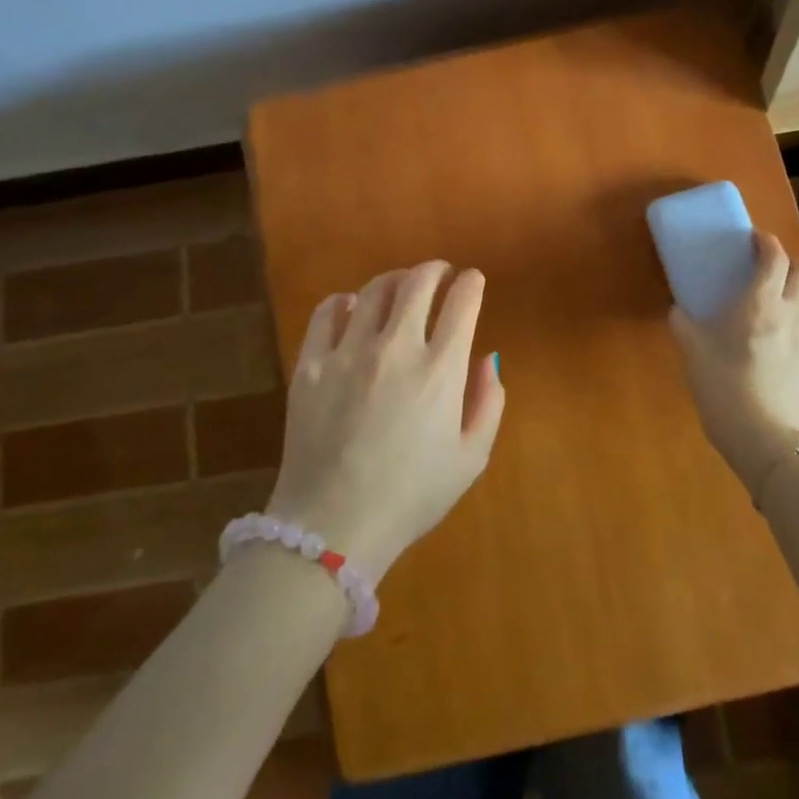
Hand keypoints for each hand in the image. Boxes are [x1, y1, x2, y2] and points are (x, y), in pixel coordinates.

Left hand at [267, 261, 504, 583]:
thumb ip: (488, 402)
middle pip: (417, 282)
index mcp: (439, 370)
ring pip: (374, 290)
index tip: (473, 280)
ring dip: (394, 280)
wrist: (332, 529)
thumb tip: (487, 358)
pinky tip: (351, 308)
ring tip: (400, 287)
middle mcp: (395, 348)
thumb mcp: (470, 459)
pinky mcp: (310, 364)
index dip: (471, 284)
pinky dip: (344, 302)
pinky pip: (327, 313)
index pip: (462, 302)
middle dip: (435, 269)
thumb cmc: (411, 496)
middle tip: (440, 273)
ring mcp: (348, 352)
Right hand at [667, 231, 798, 494]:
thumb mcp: (691, 349)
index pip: (774, 257)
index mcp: (760, 303)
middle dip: (788, 262)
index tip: (754, 241)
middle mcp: (792, 311)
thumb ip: (682, 322)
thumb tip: (677, 309)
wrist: (759, 436)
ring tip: (791, 294)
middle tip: (769, 270)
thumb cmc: (721, 386)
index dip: (766, 242)